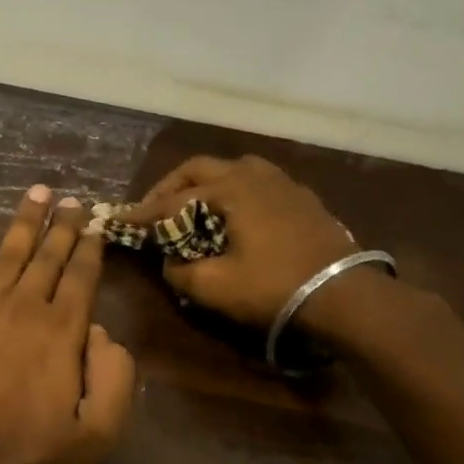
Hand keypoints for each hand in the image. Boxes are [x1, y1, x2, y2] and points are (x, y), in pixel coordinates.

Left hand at [0, 185, 136, 463]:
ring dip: (25, 219)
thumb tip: (103, 332)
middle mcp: (23, 309)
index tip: (98, 221)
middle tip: (73, 199)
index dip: (91, 247)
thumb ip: (114, 380)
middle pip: (48, 256)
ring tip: (39, 190)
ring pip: (9, 252)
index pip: (82, 277)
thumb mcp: (93, 437)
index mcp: (62, 334)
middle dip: (64, 225)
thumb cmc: (21, 459)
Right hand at [120, 155, 371, 337]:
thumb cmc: (273, 287)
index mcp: (230, 190)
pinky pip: (257, 182)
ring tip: (193, 206)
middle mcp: (254, 175)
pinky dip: (234, 191)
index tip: (119, 220)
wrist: (343, 295)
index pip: (173, 199)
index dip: (143, 213)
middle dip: (170, 187)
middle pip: (200, 168)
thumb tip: (170, 261)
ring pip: (233, 169)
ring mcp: (283, 183)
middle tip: (153, 210)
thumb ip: (180, 271)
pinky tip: (234, 214)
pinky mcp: (302, 198)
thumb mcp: (214, 287)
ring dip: (205, 183)